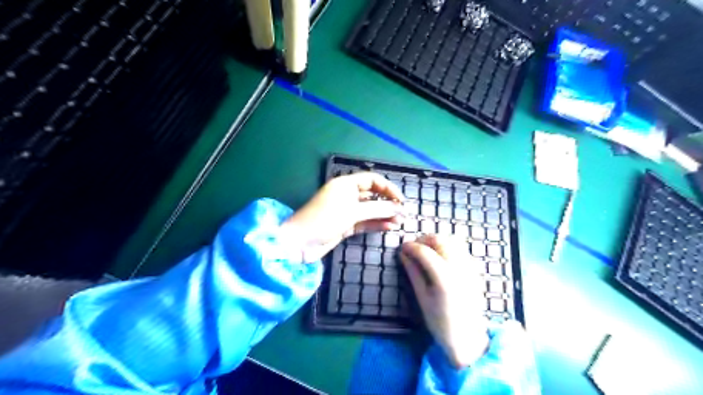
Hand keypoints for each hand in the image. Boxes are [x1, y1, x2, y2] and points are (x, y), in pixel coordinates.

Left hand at [279, 172, 403, 261]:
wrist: (299, 243)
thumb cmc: (324, 220)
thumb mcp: (352, 212)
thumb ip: (377, 209)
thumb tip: (399, 208)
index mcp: (346, 184)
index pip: (372, 180)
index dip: (388, 188)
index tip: (401, 200)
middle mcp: (347, 195)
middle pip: (372, 195)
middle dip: (388, 203)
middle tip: (404, 213)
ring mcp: (346, 211)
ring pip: (370, 210)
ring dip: (384, 215)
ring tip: (399, 222)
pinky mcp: (345, 225)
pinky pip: (364, 222)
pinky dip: (376, 224)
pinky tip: (389, 227)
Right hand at [401, 235, 489, 367]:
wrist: (468, 338)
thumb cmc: (440, 322)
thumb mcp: (422, 298)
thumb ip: (413, 273)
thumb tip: (403, 254)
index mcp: (444, 278)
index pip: (424, 251)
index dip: (410, 247)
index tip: (402, 248)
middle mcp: (459, 267)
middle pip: (440, 240)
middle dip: (423, 240)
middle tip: (413, 248)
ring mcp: (469, 267)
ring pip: (451, 241)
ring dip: (436, 241)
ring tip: (425, 251)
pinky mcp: (474, 270)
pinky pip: (460, 249)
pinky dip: (448, 246)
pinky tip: (440, 257)